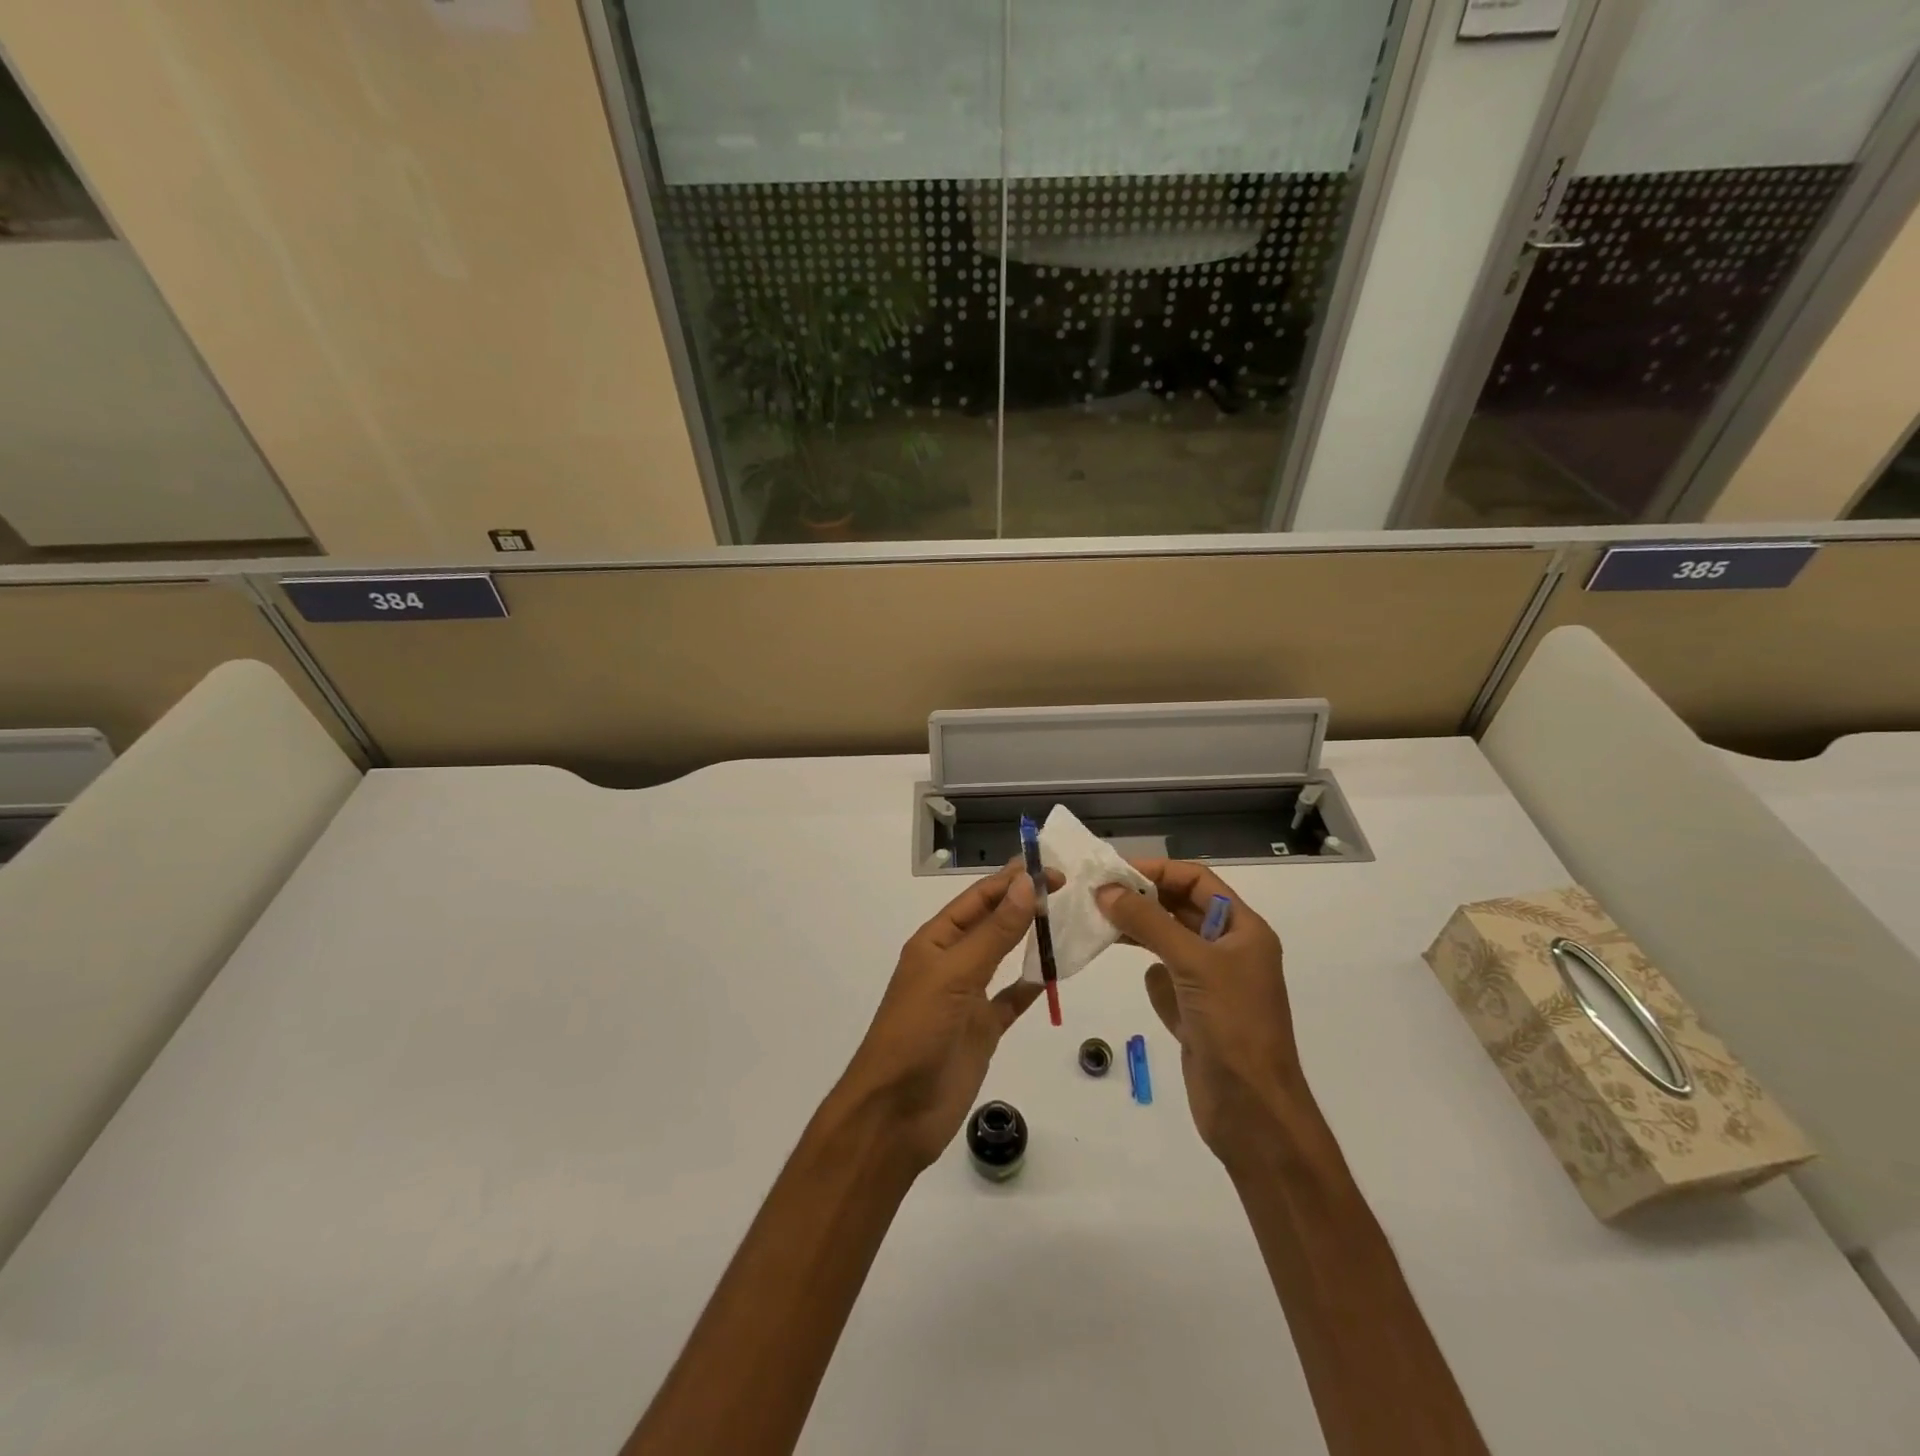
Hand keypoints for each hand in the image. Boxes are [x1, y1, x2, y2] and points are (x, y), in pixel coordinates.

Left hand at [837, 863, 1057, 1171]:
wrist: (896, 1112)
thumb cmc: (917, 1031)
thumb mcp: (955, 974)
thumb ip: (994, 932)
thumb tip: (1026, 885)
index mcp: (936, 941)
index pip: (979, 899)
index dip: (1012, 881)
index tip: (1051, 868)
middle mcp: (952, 962)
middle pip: (993, 923)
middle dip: (1025, 903)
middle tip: (1070, 888)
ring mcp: (968, 997)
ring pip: (1005, 957)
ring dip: (1031, 939)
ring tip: (1068, 919)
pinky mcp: (982, 1029)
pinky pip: (1012, 999)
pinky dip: (1032, 986)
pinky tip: (1055, 973)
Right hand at [1096, 860, 1308, 1165]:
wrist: (1253, 1112)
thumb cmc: (1233, 1025)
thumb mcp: (1192, 963)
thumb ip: (1148, 923)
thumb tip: (1105, 890)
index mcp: (1244, 930)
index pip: (1197, 881)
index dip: (1158, 871)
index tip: (1114, 873)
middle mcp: (1230, 951)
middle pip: (1181, 909)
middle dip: (1143, 900)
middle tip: (1096, 896)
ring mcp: (1213, 985)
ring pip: (1169, 943)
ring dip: (1140, 934)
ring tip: (1101, 926)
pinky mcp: (1196, 1015)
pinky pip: (1167, 981)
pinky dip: (1153, 977)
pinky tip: (1145, 984)